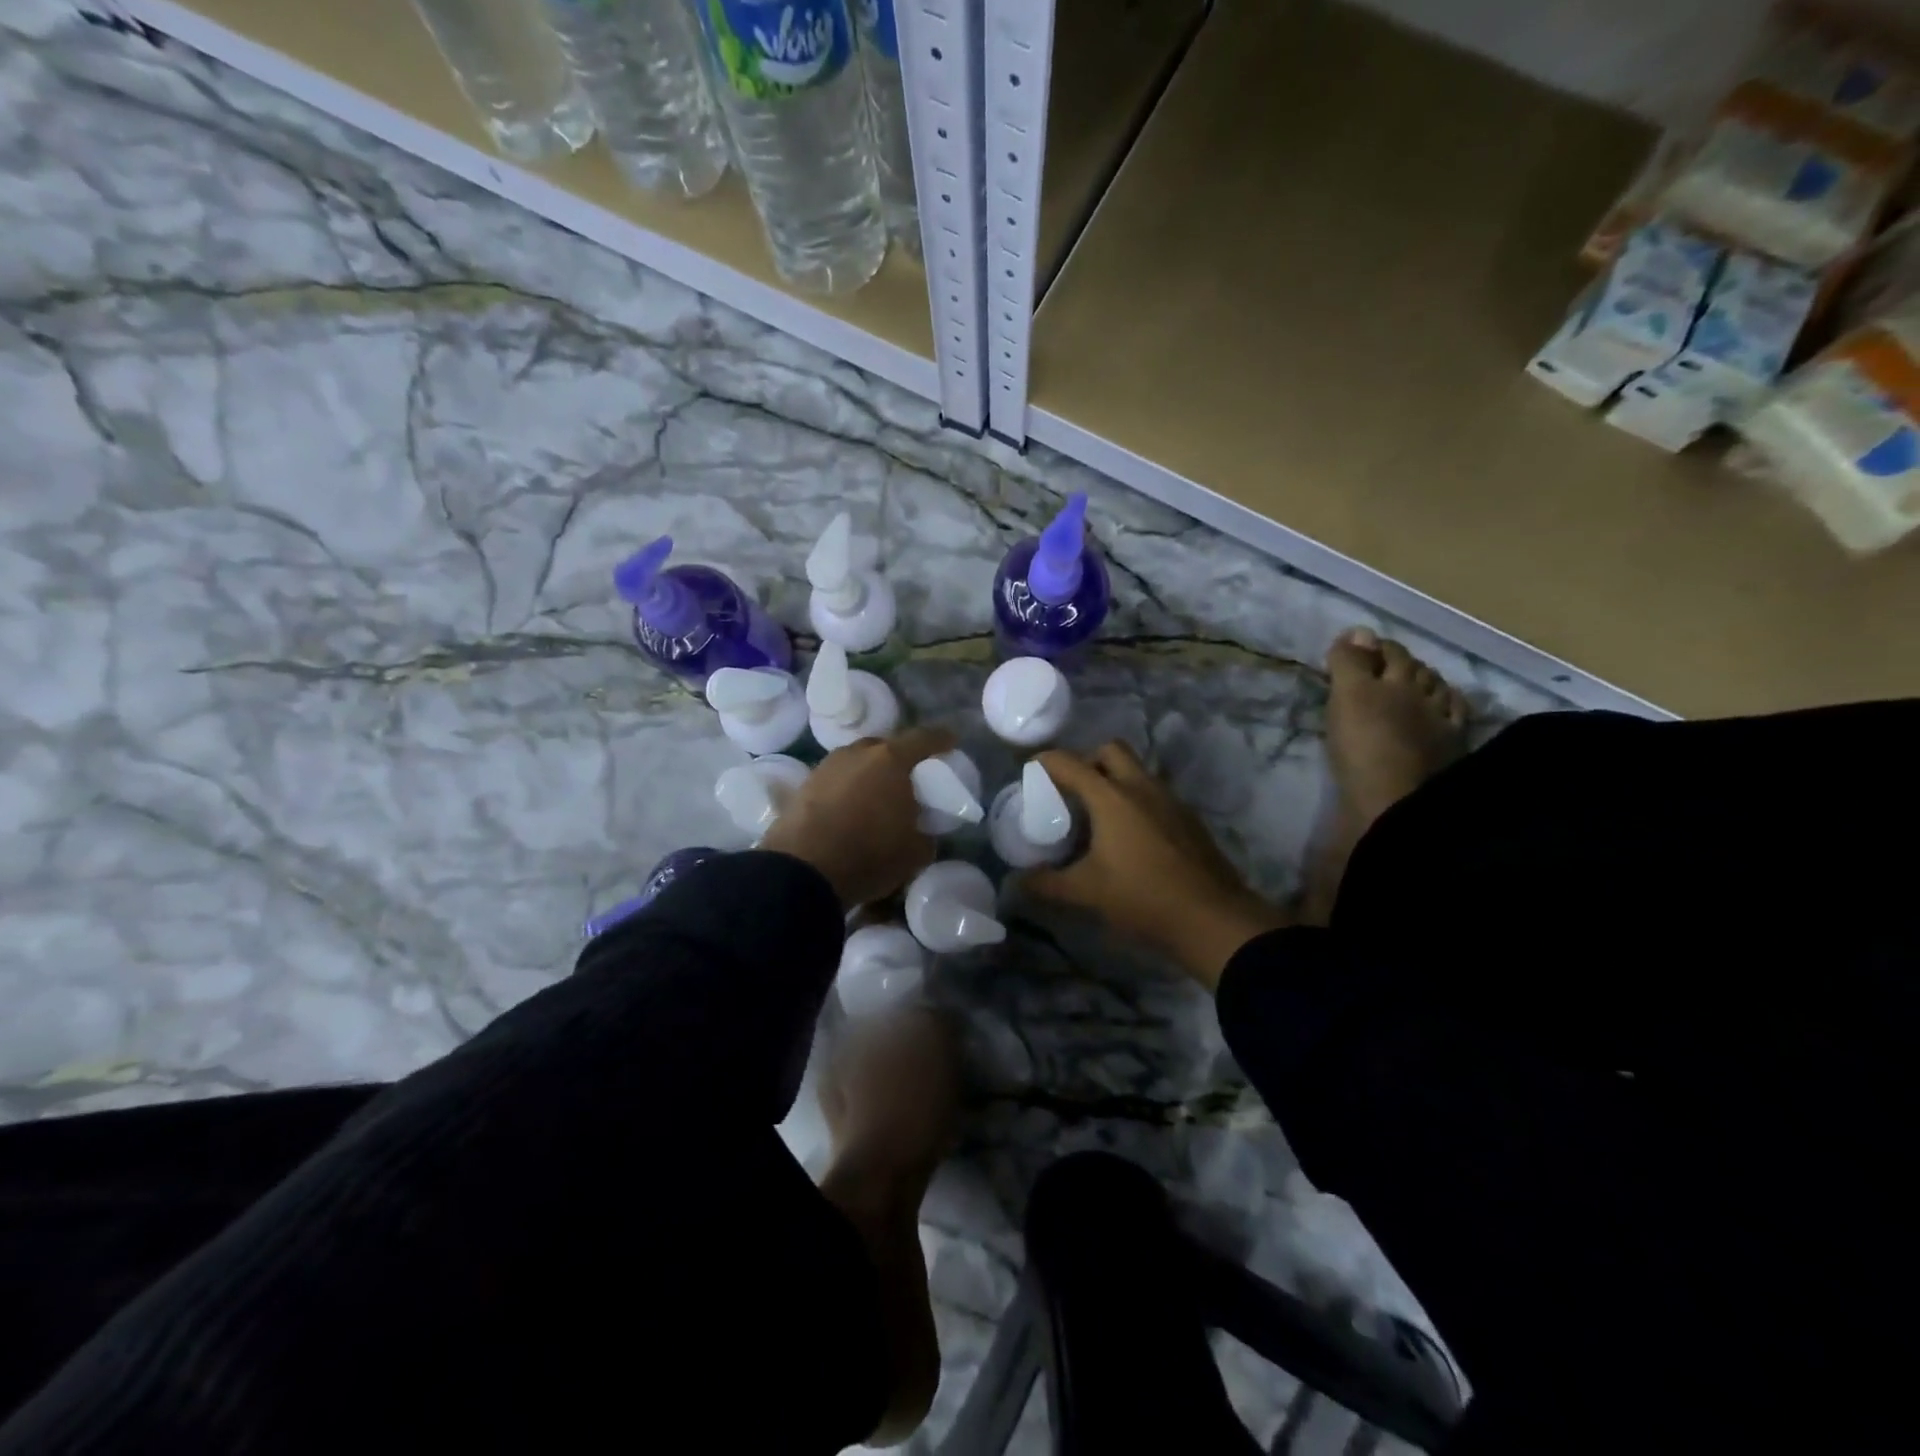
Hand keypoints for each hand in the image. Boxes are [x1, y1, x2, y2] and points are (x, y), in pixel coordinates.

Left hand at [762, 727, 956, 909]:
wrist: (802, 872)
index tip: (951, 741)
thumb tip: (921, 830)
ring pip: (857, 762)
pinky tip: (850, 810)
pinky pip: (836, 780)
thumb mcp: (915, 852)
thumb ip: (925, 833)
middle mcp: (857, 753)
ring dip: (869, 774)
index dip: (941, 739)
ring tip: (877, 796)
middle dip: (900, 759)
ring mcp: (826, 766)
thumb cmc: (868, 855)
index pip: (924, 739)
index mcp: (891, 760)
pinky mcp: (803, 786)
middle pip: (885, 747)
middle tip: (909, 778)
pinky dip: (847, 790)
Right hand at [1026, 742, 1286, 989]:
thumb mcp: (1087, 892)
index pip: (1069, 763)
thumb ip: (1048, 883)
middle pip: (1110, 750)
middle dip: (1088, 760)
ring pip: (1137, 771)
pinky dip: (1137, 800)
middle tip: (1073, 789)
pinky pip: (1155, 793)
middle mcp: (1141, 787)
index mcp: (1111, 797)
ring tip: (1099, 815)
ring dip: (1115, 780)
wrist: (1212, 918)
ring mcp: (1170, 800)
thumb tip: (1018, 882)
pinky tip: (1131, 835)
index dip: (1046, 761)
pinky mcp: (1188, 818)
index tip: (1032, 770)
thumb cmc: (1142, 897)